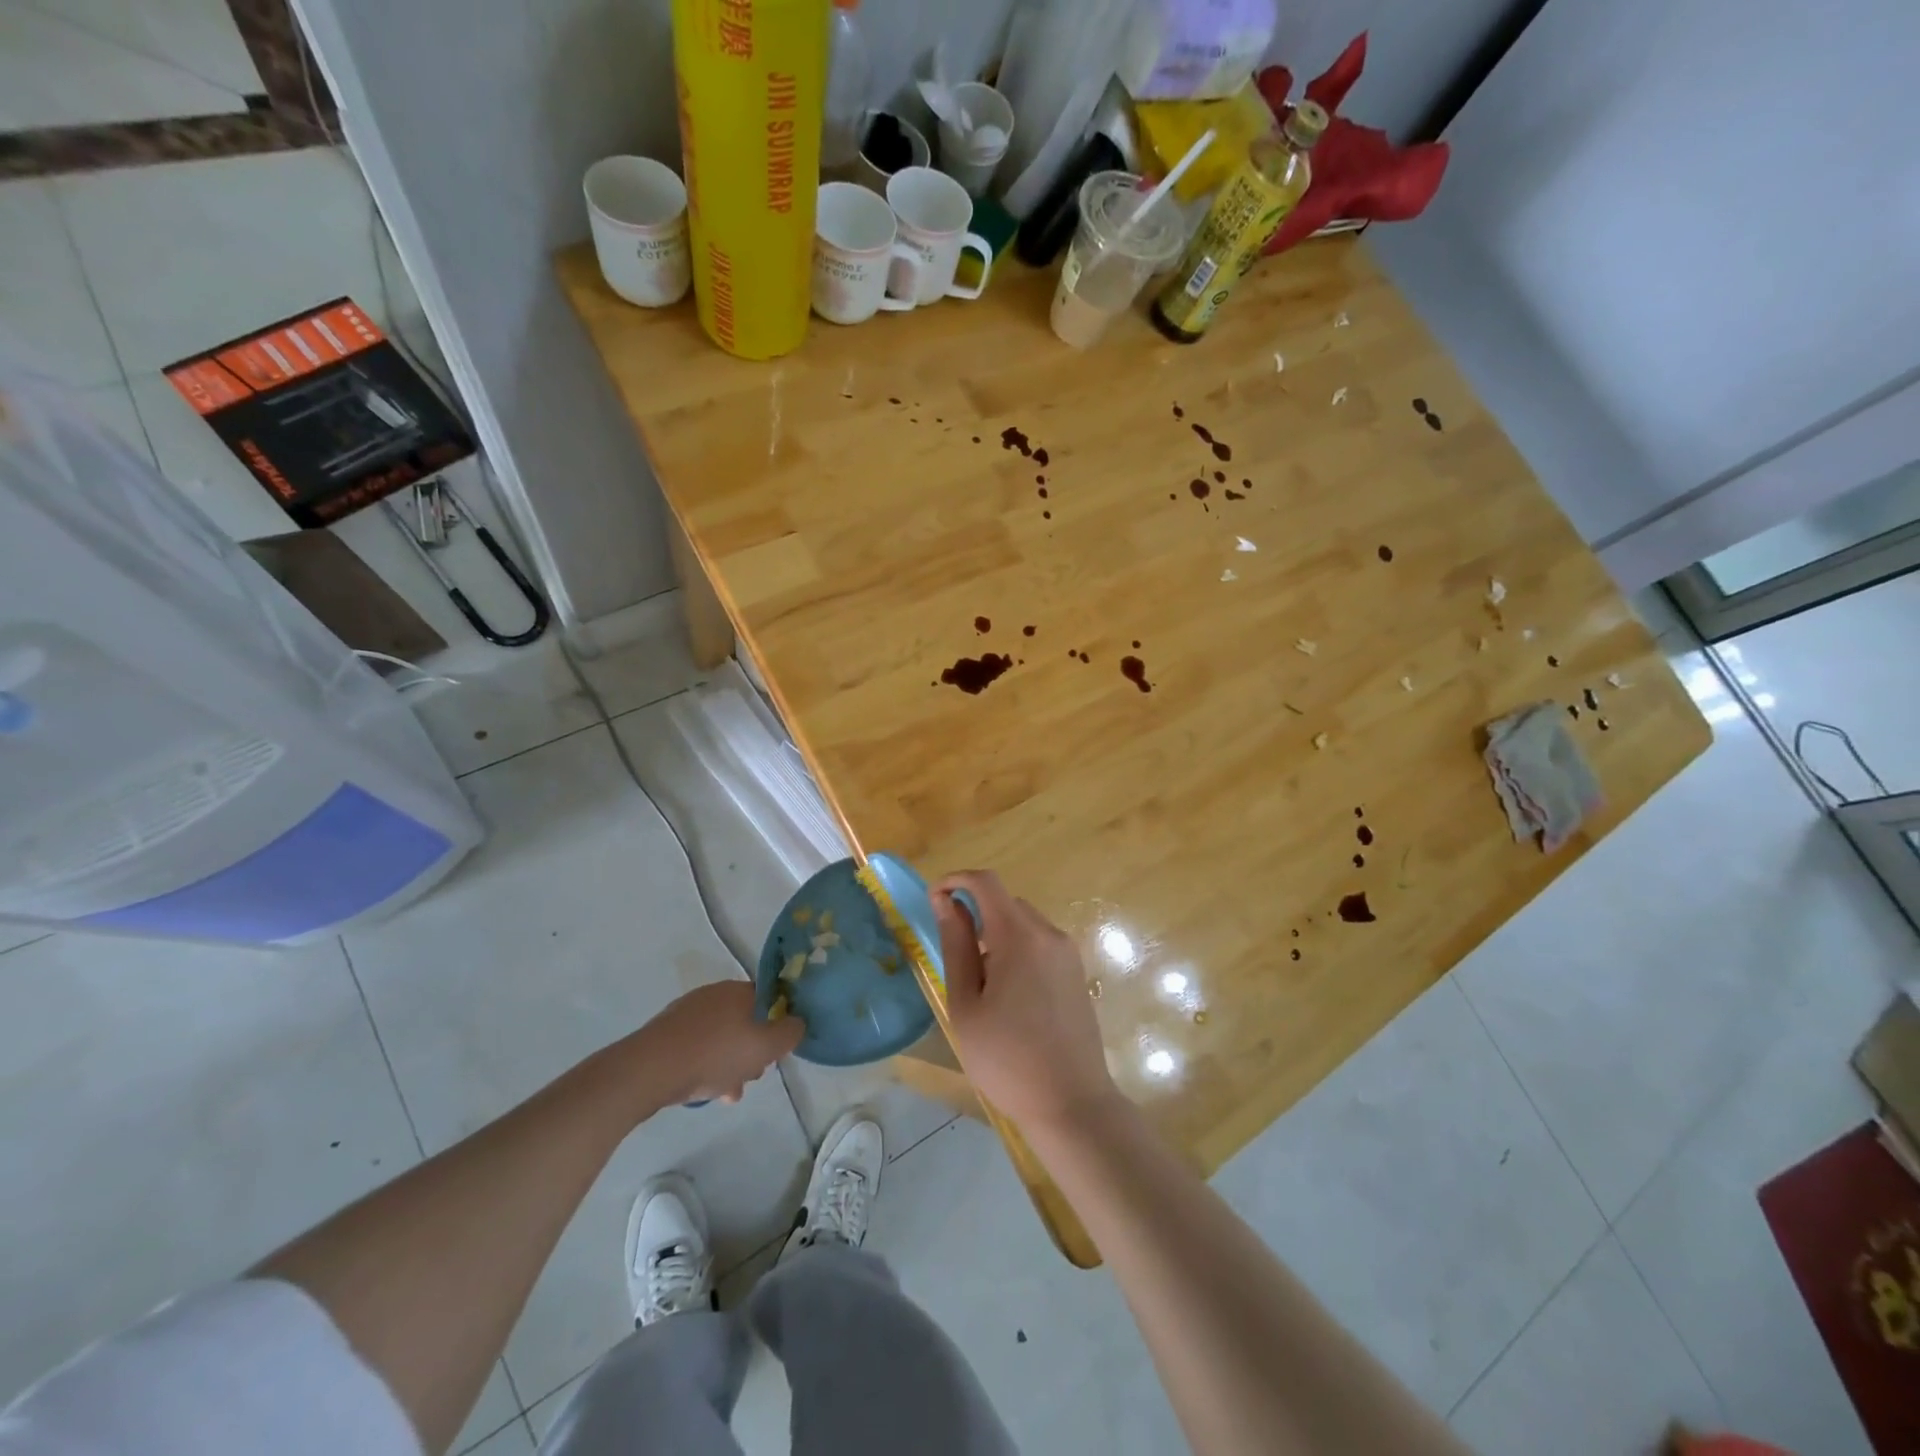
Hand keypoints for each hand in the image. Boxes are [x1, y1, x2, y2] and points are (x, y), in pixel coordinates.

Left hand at [630, 981, 802, 1106]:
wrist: (649, 1069)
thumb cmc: (714, 1054)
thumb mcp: (766, 1046)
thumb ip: (790, 1033)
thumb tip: (798, 1022)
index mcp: (739, 990)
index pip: (769, 999)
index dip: (777, 1023)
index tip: (776, 1049)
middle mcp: (713, 994)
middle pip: (745, 1020)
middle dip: (752, 1049)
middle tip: (753, 1074)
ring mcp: (687, 1013)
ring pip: (721, 1037)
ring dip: (730, 1063)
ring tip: (729, 1092)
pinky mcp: (666, 1034)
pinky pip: (697, 1047)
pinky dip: (706, 1065)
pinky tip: (705, 1090)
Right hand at [933, 870, 1119, 1131]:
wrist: (1072, 1104)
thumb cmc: (1007, 1059)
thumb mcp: (966, 1004)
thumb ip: (955, 945)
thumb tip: (945, 901)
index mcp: (1020, 936)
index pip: (985, 882)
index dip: (955, 880)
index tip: (933, 901)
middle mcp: (1049, 934)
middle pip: (1005, 902)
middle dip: (974, 914)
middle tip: (954, 959)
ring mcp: (1068, 953)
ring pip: (1023, 923)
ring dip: (995, 934)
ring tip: (980, 985)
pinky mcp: (1076, 972)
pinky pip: (1039, 943)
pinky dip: (1016, 950)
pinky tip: (1008, 996)